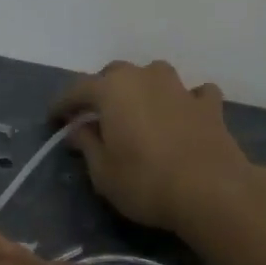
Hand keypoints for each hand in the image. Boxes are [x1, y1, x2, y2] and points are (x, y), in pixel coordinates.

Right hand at [52, 60, 256, 232]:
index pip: (78, 89)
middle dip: (102, 90)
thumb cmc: (145, 182)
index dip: (63, 104)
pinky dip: (186, 100)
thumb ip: (87, 145)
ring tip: (140, 110)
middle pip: (116, 74)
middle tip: (96, 114)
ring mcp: (180, 88)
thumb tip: (78, 128)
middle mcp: (145, 78)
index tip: (54, 119)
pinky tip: (185, 114)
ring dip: (144, 88)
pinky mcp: (209, 105)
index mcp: (112, 90)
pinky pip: (194, 93)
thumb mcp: (103, 172)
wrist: (211, 190)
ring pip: (155, 75)